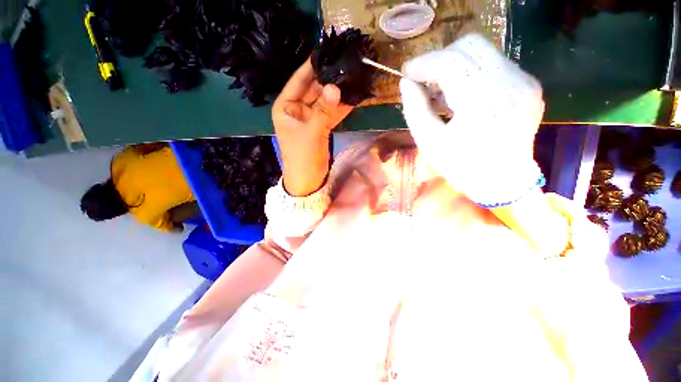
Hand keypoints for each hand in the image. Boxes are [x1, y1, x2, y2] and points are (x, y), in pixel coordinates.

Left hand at [272, 59, 353, 196]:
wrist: (308, 180)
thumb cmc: (303, 157)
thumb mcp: (312, 132)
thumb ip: (324, 110)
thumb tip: (335, 87)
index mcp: (286, 107)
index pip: (299, 80)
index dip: (311, 66)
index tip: (326, 51)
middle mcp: (297, 109)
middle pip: (314, 89)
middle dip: (329, 80)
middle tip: (347, 65)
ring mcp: (310, 118)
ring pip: (325, 102)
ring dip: (338, 94)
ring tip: (353, 78)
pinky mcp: (321, 127)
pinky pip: (331, 114)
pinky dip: (341, 108)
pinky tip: (353, 98)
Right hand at [399, 33, 544, 204]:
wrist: (503, 182)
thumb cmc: (461, 167)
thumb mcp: (429, 142)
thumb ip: (415, 108)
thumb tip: (406, 82)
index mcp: (481, 102)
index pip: (449, 62)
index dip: (423, 63)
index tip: (407, 72)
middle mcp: (509, 83)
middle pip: (470, 45)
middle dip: (440, 58)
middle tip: (425, 80)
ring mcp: (524, 82)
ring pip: (483, 51)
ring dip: (455, 64)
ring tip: (441, 91)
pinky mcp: (529, 85)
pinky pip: (494, 64)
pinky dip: (471, 72)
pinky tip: (461, 95)